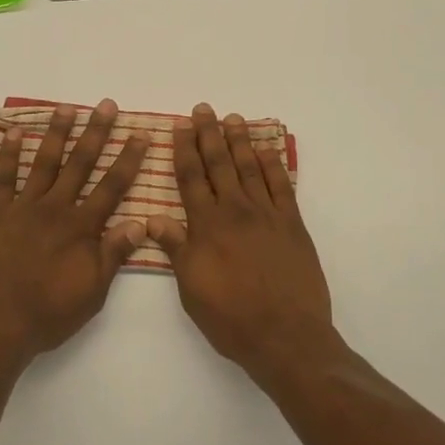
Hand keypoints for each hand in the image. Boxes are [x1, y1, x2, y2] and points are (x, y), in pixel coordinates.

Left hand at [0, 100, 148, 364]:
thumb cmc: (48, 314)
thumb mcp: (92, 292)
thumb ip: (114, 254)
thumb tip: (142, 222)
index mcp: (81, 228)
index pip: (112, 187)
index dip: (128, 159)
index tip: (140, 134)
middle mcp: (55, 209)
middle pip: (80, 164)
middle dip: (96, 133)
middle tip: (106, 105)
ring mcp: (22, 209)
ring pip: (44, 163)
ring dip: (57, 134)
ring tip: (67, 107)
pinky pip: (2, 179)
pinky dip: (9, 155)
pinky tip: (16, 133)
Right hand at [147, 104, 344, 388]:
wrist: (285, 335)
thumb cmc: (230, 317)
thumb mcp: (191, 288)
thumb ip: (175, 248)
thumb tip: (152, 218)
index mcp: (206, 225)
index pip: (191, 178)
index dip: (184, 150)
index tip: (180, 126)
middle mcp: (235, 211)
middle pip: (220, 164)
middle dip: (209, 134)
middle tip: (204, 109)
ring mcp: (267, 215)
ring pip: (250, 167)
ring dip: (240, 141)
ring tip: (233, 118)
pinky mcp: (292, 225)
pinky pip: (282, 185)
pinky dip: (273, 164)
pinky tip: (266, 149)